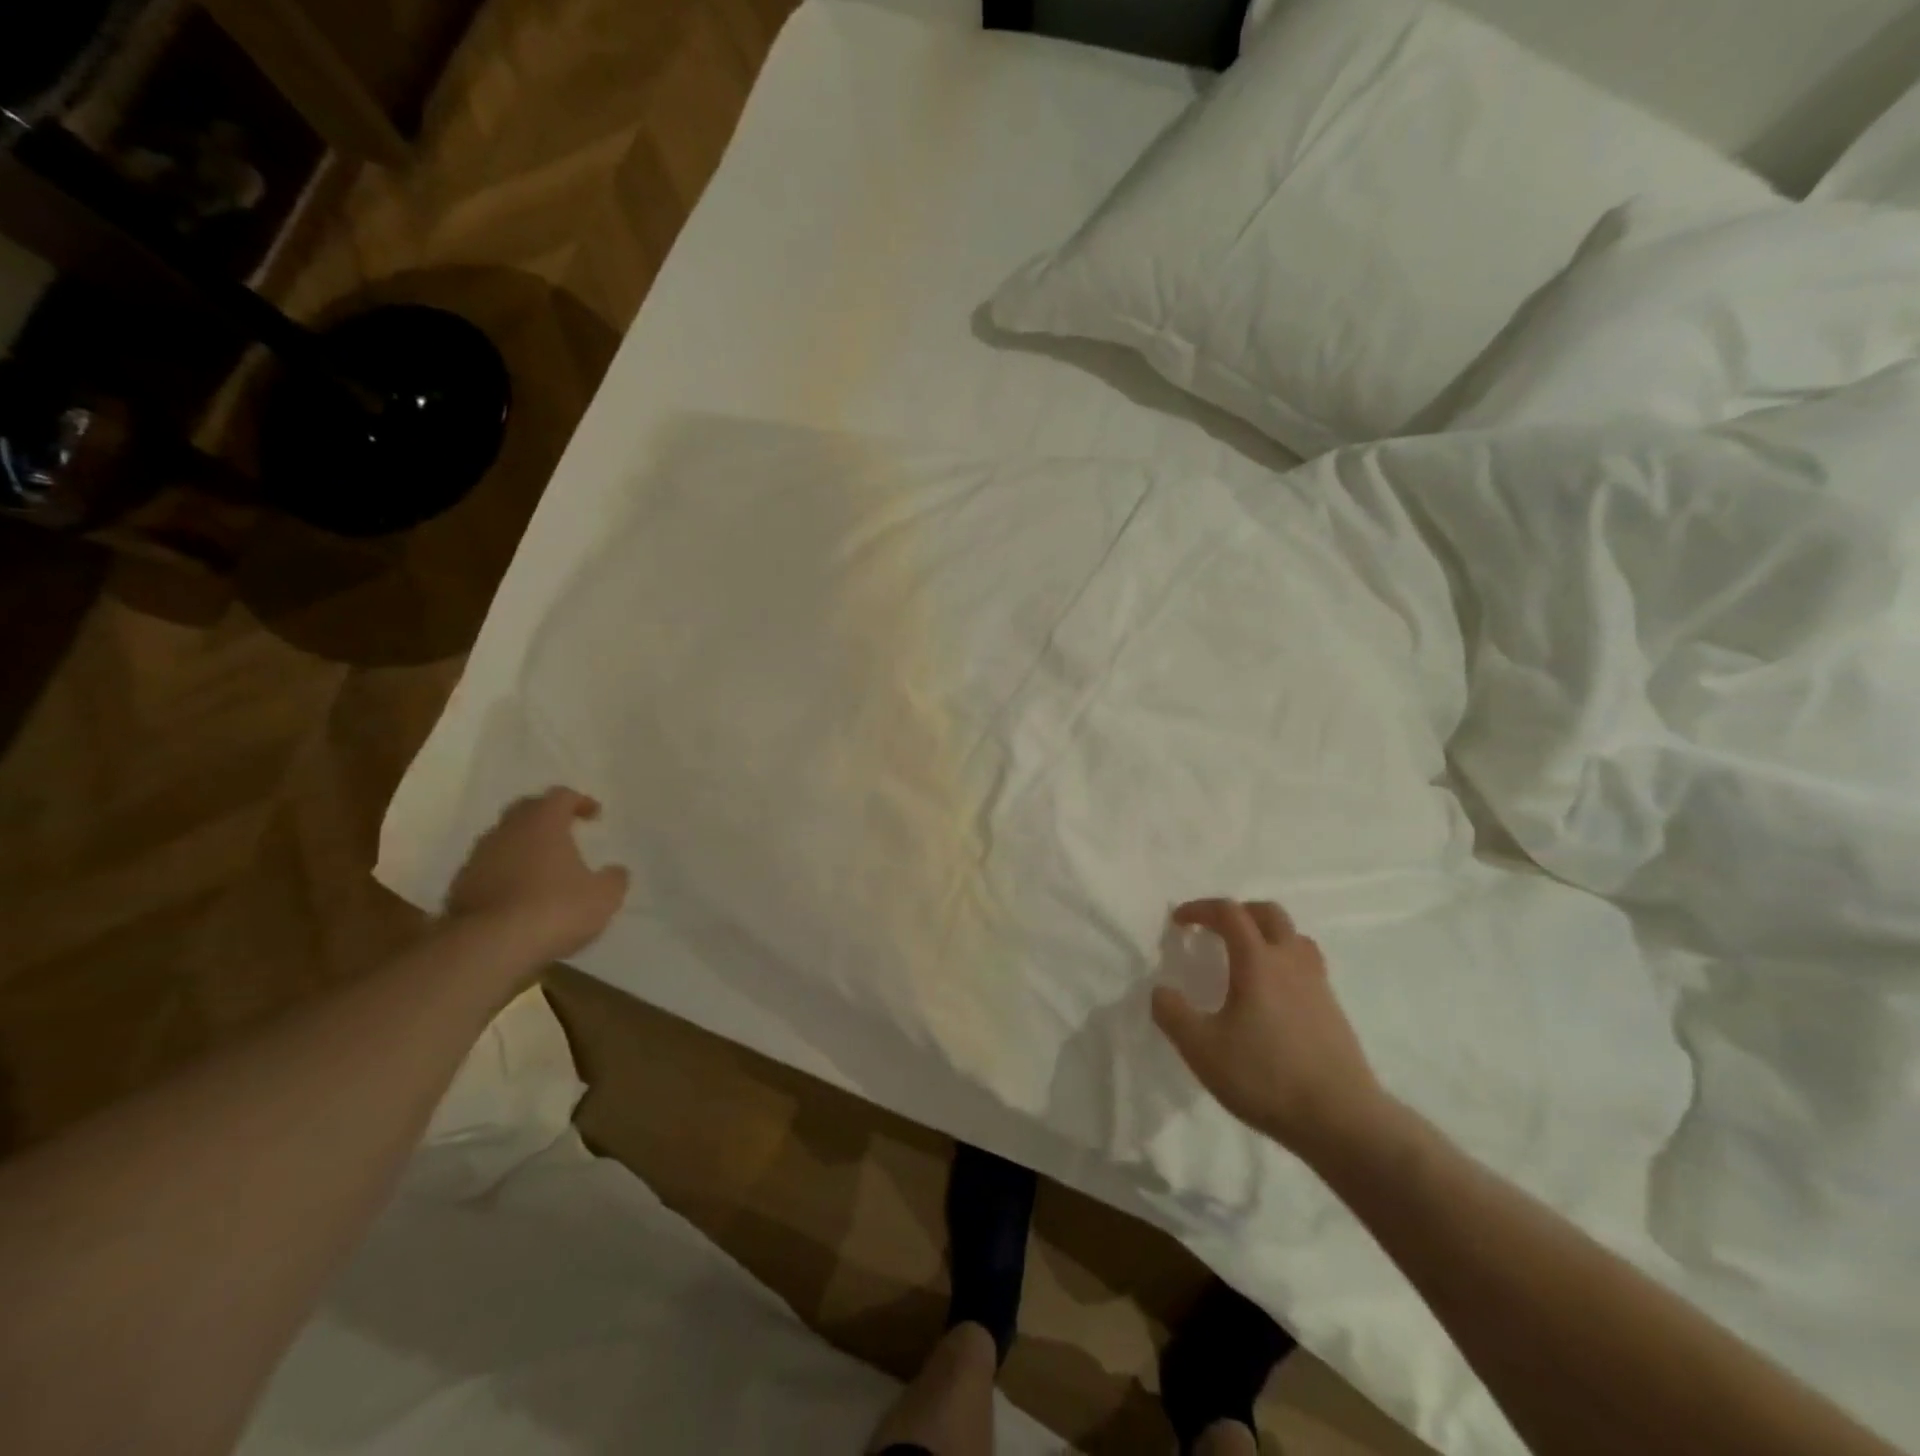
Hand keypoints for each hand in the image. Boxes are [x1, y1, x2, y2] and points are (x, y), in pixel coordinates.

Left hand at [445, 788, 629, 962]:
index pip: (560, 796)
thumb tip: (615, 871)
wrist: (489, 947)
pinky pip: (487, 869)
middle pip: (525, 810)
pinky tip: (519, 896)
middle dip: (545, 816)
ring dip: (522, 847)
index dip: (579, 801)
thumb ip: (613, 878)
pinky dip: (504, 874)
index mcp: (543, 823)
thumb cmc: (556, 909)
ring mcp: (478, 859)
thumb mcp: (604, 896)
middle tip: (564, 831)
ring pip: (503, 840)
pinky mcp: (459, 888)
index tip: (594, 815)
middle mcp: (506, 832)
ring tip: (542, 868)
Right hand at [1152, 899, 1391, 1164]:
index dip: (1200, 909)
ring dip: (1266, 934)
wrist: (1342, 1120)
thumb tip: (1161, 991)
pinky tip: (1272, 997)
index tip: (1179, 922)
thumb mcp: (1201, 1049)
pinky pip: (1307, 967)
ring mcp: (1318, 985)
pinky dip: (1284, 963)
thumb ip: (1172, 1014)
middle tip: (1215, 929)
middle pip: (1269, 914)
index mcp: (1257, 961)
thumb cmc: (1265, 1077)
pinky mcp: (1334, 1011)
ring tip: (1246, 957)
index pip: (1229, 913)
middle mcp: (1290, 962)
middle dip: (1238, 912)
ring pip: (1294, 938)